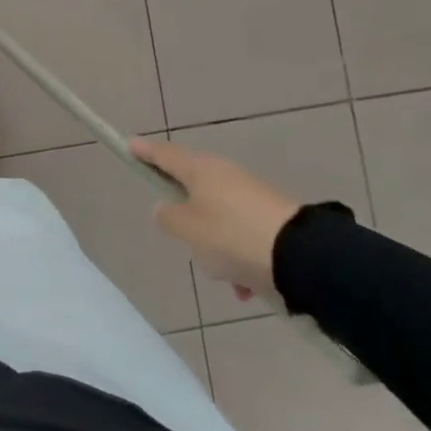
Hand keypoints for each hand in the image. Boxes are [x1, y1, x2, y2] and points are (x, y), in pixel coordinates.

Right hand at [129, 139, 302, 301]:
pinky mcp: (271, 217)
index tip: (129, 144)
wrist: (301, 255)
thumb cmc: (231, 236)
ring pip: (217, 221)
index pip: (164, 155)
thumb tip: (167, 207)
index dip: (145, 151)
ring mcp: (250, 195)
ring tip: (225, 276)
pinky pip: (241, 238)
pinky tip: (245, 286)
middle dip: (188, 221)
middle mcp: (225, 175)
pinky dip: (238, 259)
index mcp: (200, 170)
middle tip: (186, 241)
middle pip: (192, 191)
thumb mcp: (187, 229)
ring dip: (216, 248)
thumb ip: (168, 217)